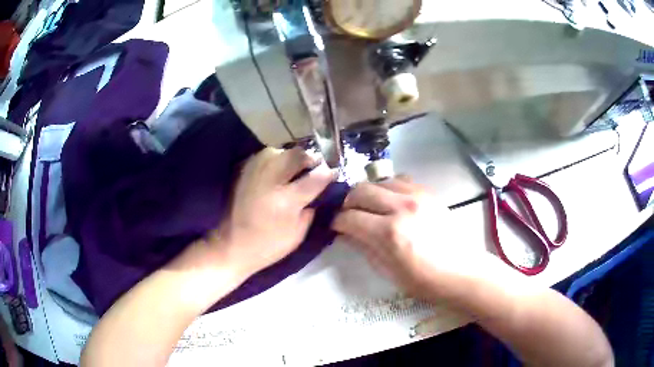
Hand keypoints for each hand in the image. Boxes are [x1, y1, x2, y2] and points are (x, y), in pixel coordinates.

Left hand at [213, 147, 336, 278]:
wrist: (231, 244)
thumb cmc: (268, 245)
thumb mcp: (297, 234)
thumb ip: (310, 210)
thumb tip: (319, 191)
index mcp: (287, 200)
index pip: (316, 177)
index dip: (329, 173)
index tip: (333, 174)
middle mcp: (271, 180)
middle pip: (298, 155)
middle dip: (311, 159)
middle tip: (315, 168)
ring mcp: (255, 172)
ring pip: (280, 151)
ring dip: (293, 157)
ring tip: (296, 168)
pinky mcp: (244, 171)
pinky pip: (265, 155)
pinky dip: (276, 159)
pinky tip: (278, 170)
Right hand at [331, 176, 460, 296]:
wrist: (461, 272)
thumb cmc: (424, 281)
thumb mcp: (388, 271)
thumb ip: (364, 247)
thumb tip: (347, 233)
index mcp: (389, 233)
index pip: (349, 217)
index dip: (336, 221)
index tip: (334, 226)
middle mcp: (401, 207)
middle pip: (361, 190)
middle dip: (348, 203)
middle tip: (349, 215)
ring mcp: (417, 196)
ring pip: (379, 181)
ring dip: (368, 193)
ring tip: (369, 208)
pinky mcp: (428, 193)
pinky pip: (400, 180)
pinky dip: (389, 188)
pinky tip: (390, 202)